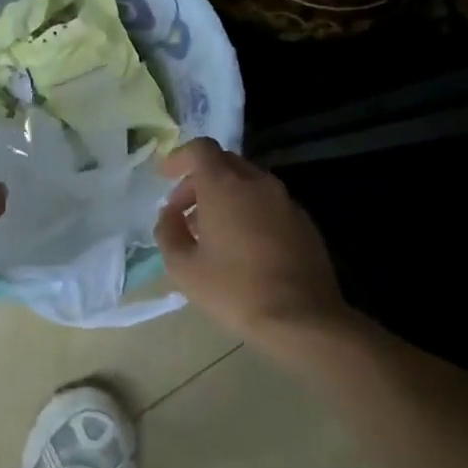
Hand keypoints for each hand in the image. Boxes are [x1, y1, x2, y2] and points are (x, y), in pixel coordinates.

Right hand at [154, 139, 348, 343]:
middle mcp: (258, 183)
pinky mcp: (303, 221)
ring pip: (248, 183)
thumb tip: (169, 215)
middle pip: (224, 163)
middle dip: (198, 181)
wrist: (302, 318)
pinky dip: (248, 211)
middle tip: (182, 211)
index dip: (178, 158)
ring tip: (209, 233)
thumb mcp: (183, 268)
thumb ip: (168, 232)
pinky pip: (267, 203)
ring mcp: (285, 200)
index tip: (164, 176)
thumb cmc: (235, 290)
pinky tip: (241, 246)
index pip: (200, 149)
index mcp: (225, 186)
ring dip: (224, 197)